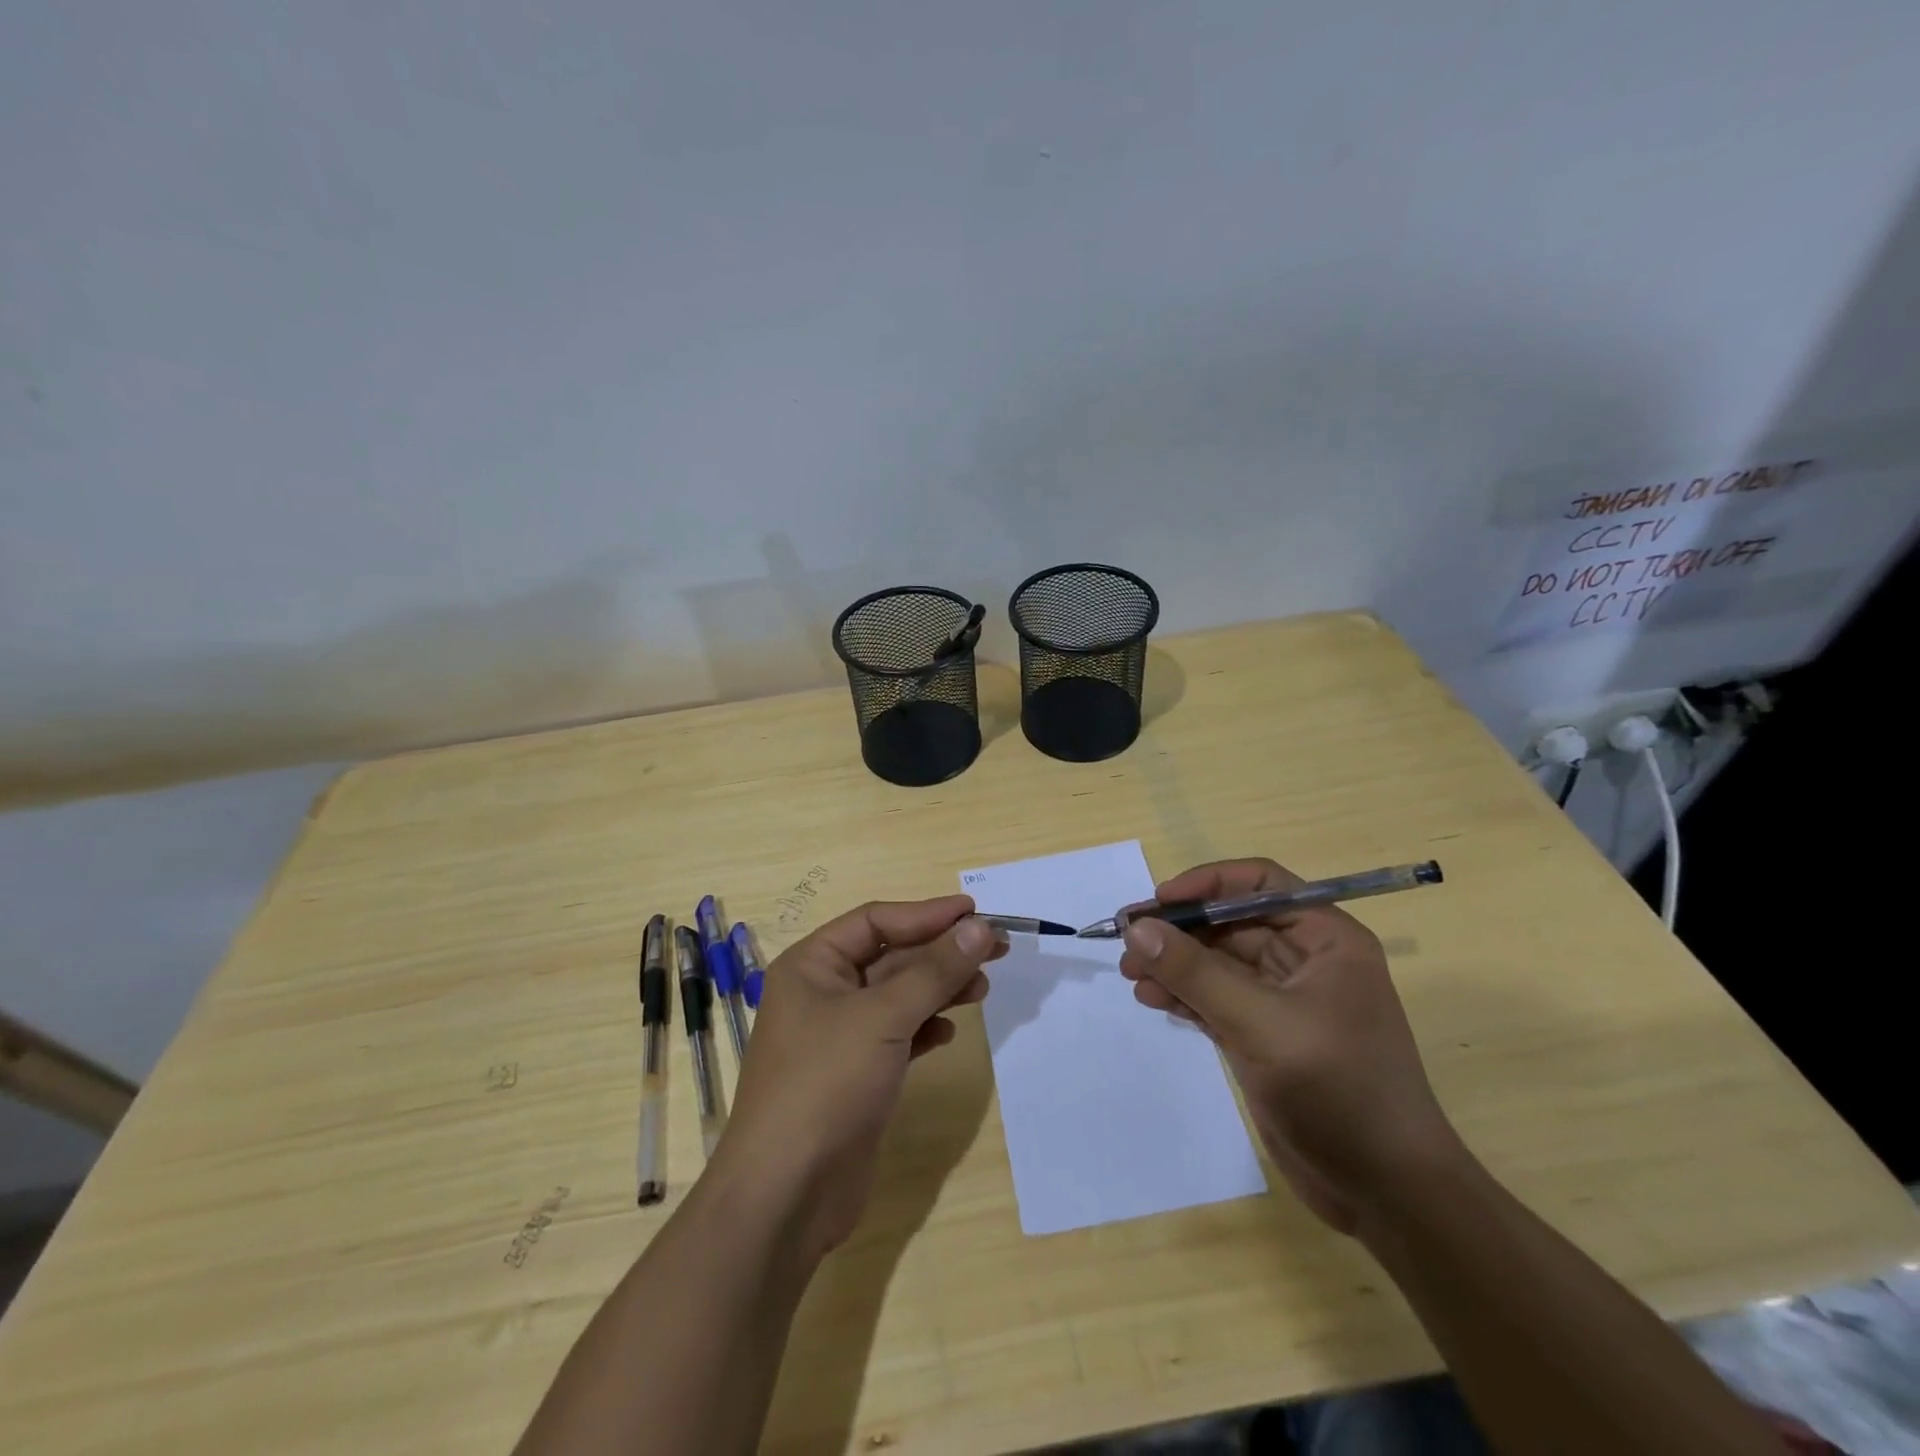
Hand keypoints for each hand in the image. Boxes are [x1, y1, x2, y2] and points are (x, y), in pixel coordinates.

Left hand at [711, 897, 1004, 1262]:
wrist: (787, 1194)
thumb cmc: (826, 1083)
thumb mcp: (883, 1017)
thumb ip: (934, 971)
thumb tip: (980, 928)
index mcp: (812, 965)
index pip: (876, 920)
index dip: (926, 914)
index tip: (975, 912)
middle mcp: (823, 993)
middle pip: (891, 956)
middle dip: (940, 952)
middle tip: (995, 949)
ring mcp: (839, 1036)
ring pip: (898, 996)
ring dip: (939, 988)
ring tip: (982, 987)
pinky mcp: (857, 1074)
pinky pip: (898, 1034)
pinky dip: (925, 1027)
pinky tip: (949, 1032)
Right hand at [1119, 859, 1461, 1234]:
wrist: (1386, 1193)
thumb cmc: (1339, 1091)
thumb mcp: (1262, 1024)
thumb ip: (1196, 973)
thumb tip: (1136, 928)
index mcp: (1325, 939)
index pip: (1259, 884)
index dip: (1207, 884)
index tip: (1159, 903)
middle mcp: (1305, 959)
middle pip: (1229, 923)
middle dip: (1179, 931)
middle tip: (1128, 943)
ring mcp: (1282, 1000)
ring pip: (1217, 962)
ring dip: (1174, 964)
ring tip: (1131, 976)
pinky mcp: (1264, 1035)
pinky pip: (1214, 998)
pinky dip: (1183, 995)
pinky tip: (1151, 998)